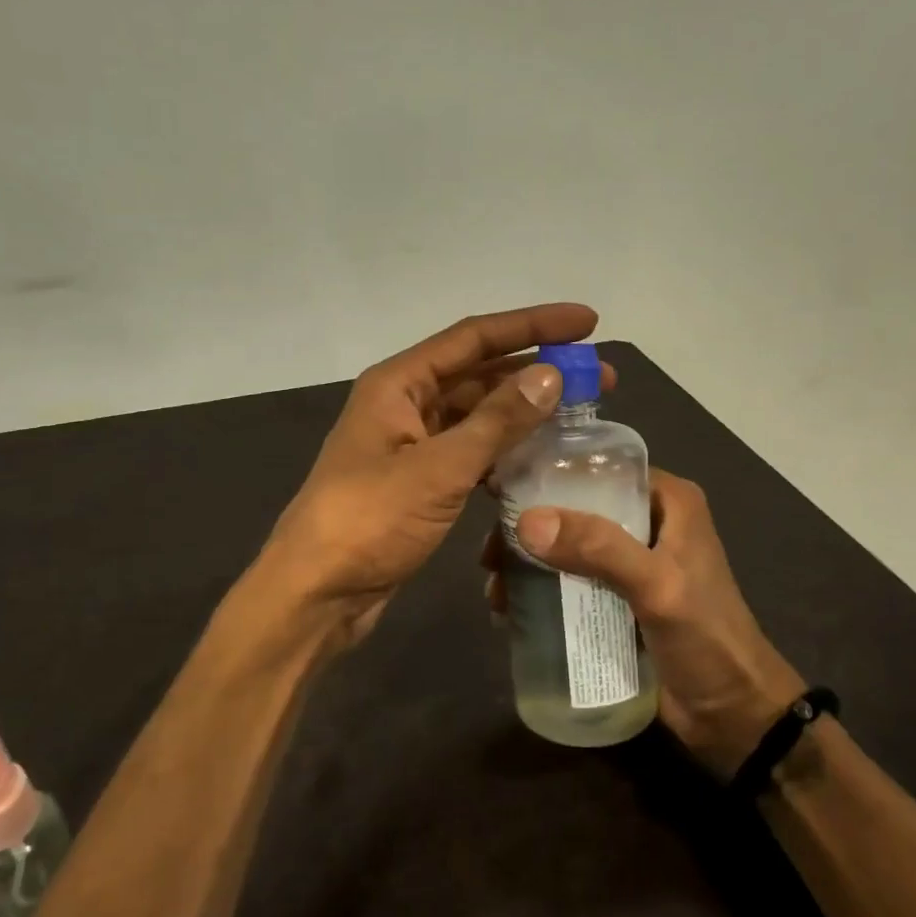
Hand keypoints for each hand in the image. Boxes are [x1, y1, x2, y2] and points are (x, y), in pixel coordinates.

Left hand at [261, 303, 613, 652]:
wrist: (317, 594)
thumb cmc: (370, 521)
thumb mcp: (438, 468)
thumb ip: (496, 421)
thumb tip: (550, 375)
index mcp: (398, 383)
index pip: (475, 337)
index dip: (533, 325)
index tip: (588, 322)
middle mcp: (404, 404)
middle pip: (479, 373)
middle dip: (537, 371)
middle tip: (599, 377)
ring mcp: (410, 444)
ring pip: (477, 415)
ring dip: (524, 412)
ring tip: (580, 415)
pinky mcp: (418, 482)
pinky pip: (470, 452)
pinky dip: (504, 451)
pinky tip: (540, 458)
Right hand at [485, 470, 803, 777]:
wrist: (736, 717)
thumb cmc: (707, 640)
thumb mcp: (658, 587)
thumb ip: (600, 550)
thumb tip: (527, 522)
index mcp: (668, 502)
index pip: (600, 469)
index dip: (548, 475)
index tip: (498, 491)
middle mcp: (649, 523)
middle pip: (576, 510)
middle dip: (530, 530)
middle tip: (489, 555)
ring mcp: (633, 564)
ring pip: (569, 548)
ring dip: (530, 564)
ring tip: (494, 590)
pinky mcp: (620, 601)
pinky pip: (573, 583)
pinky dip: (543, 591)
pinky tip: (511, 610)